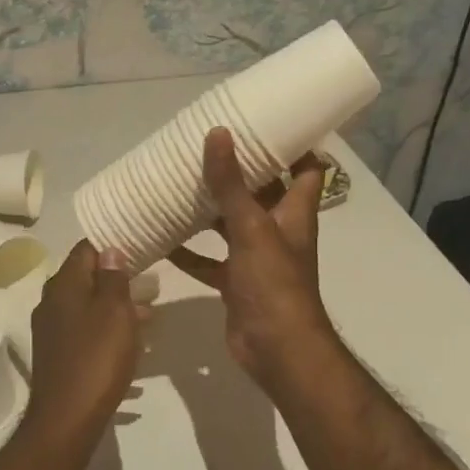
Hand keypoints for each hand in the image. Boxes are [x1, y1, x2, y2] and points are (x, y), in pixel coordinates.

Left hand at [23, 241, 146, 445]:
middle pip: (88, 278)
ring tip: (150, 316)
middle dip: (119, 279)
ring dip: (117, 307)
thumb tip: (110, 250)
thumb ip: (113, 278)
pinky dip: (107, 330)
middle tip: (152, 284)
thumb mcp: (114, 311)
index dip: (113, 245)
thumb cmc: (96, 358)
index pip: (86, 248)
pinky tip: (131, 344)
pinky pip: (86, 330)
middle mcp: (52, 301)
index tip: (141, 247)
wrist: (67, 417)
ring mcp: (52, 329)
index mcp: (63, 285)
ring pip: (88, 306)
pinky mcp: (58, 353)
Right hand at [168, 128, 338, 392]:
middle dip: (240, 172)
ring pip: (231, 226)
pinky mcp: (235, 282)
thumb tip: (218, 133)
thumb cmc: (274, 283)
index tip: (269, 120)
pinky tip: (162, 237)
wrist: (276, 349)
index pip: (307, 169)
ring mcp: (256, 259)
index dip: (295, 145)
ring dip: (210, 209)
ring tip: (180, 182)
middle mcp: (277, 231)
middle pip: (262, 193)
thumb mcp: (251, 227)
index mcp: (294, 213)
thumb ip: (231, 184)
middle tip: (209, 146)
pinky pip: (209, 261)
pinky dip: (189, 251)